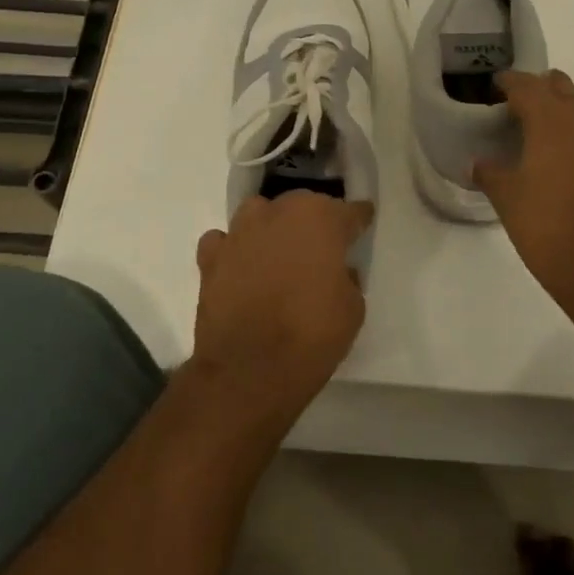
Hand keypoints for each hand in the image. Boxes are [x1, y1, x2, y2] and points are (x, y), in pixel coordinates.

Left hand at [193, 191, 372, 421]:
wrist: (249, 369)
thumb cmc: (312, 335)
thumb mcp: (353, 308)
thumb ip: (346, 277)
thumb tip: (335, 271)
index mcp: (320, 218)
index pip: (349, 211)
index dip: (358, 218)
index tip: (363, 221)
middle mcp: (278, 213)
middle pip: (301, 205)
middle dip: (313, 222)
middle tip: (321, 248)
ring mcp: (240, 232)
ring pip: (260, 214)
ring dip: (271, 228)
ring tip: (279, 253)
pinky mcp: (210, 257)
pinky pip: (225, 241)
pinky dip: (234, 250)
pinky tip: (241, 267)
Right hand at [475, 70, 573, 312]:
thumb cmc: (545, 225)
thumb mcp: (506, 198)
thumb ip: (490, 173)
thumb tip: (478, 163)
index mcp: (551, 123)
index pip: (527, 85)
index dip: (509, 81)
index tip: (495, 85)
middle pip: (562, 89)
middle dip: (540, 89)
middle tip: (517, 104)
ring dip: (561, 116)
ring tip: (538, 136)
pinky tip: (565, 168)